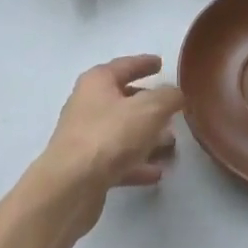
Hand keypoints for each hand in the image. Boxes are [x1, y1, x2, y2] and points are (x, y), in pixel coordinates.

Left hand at [36, 55, 183, 230]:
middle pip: (122, 99)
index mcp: (97, 82)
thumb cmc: (110, 135)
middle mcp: (87, 104)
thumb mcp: (149, 110)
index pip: (124, 65)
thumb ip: (168, 97)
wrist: (72, 185)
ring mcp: (85, 136)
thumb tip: (175, 93)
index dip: (144, 63)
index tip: (160, 63)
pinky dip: (137, 163)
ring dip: (146, 136)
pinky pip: (118, 159)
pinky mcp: (87, 167)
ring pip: (122, 131)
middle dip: (149, 104)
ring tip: (171, 142)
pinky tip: (156, 172)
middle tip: (172, 109)